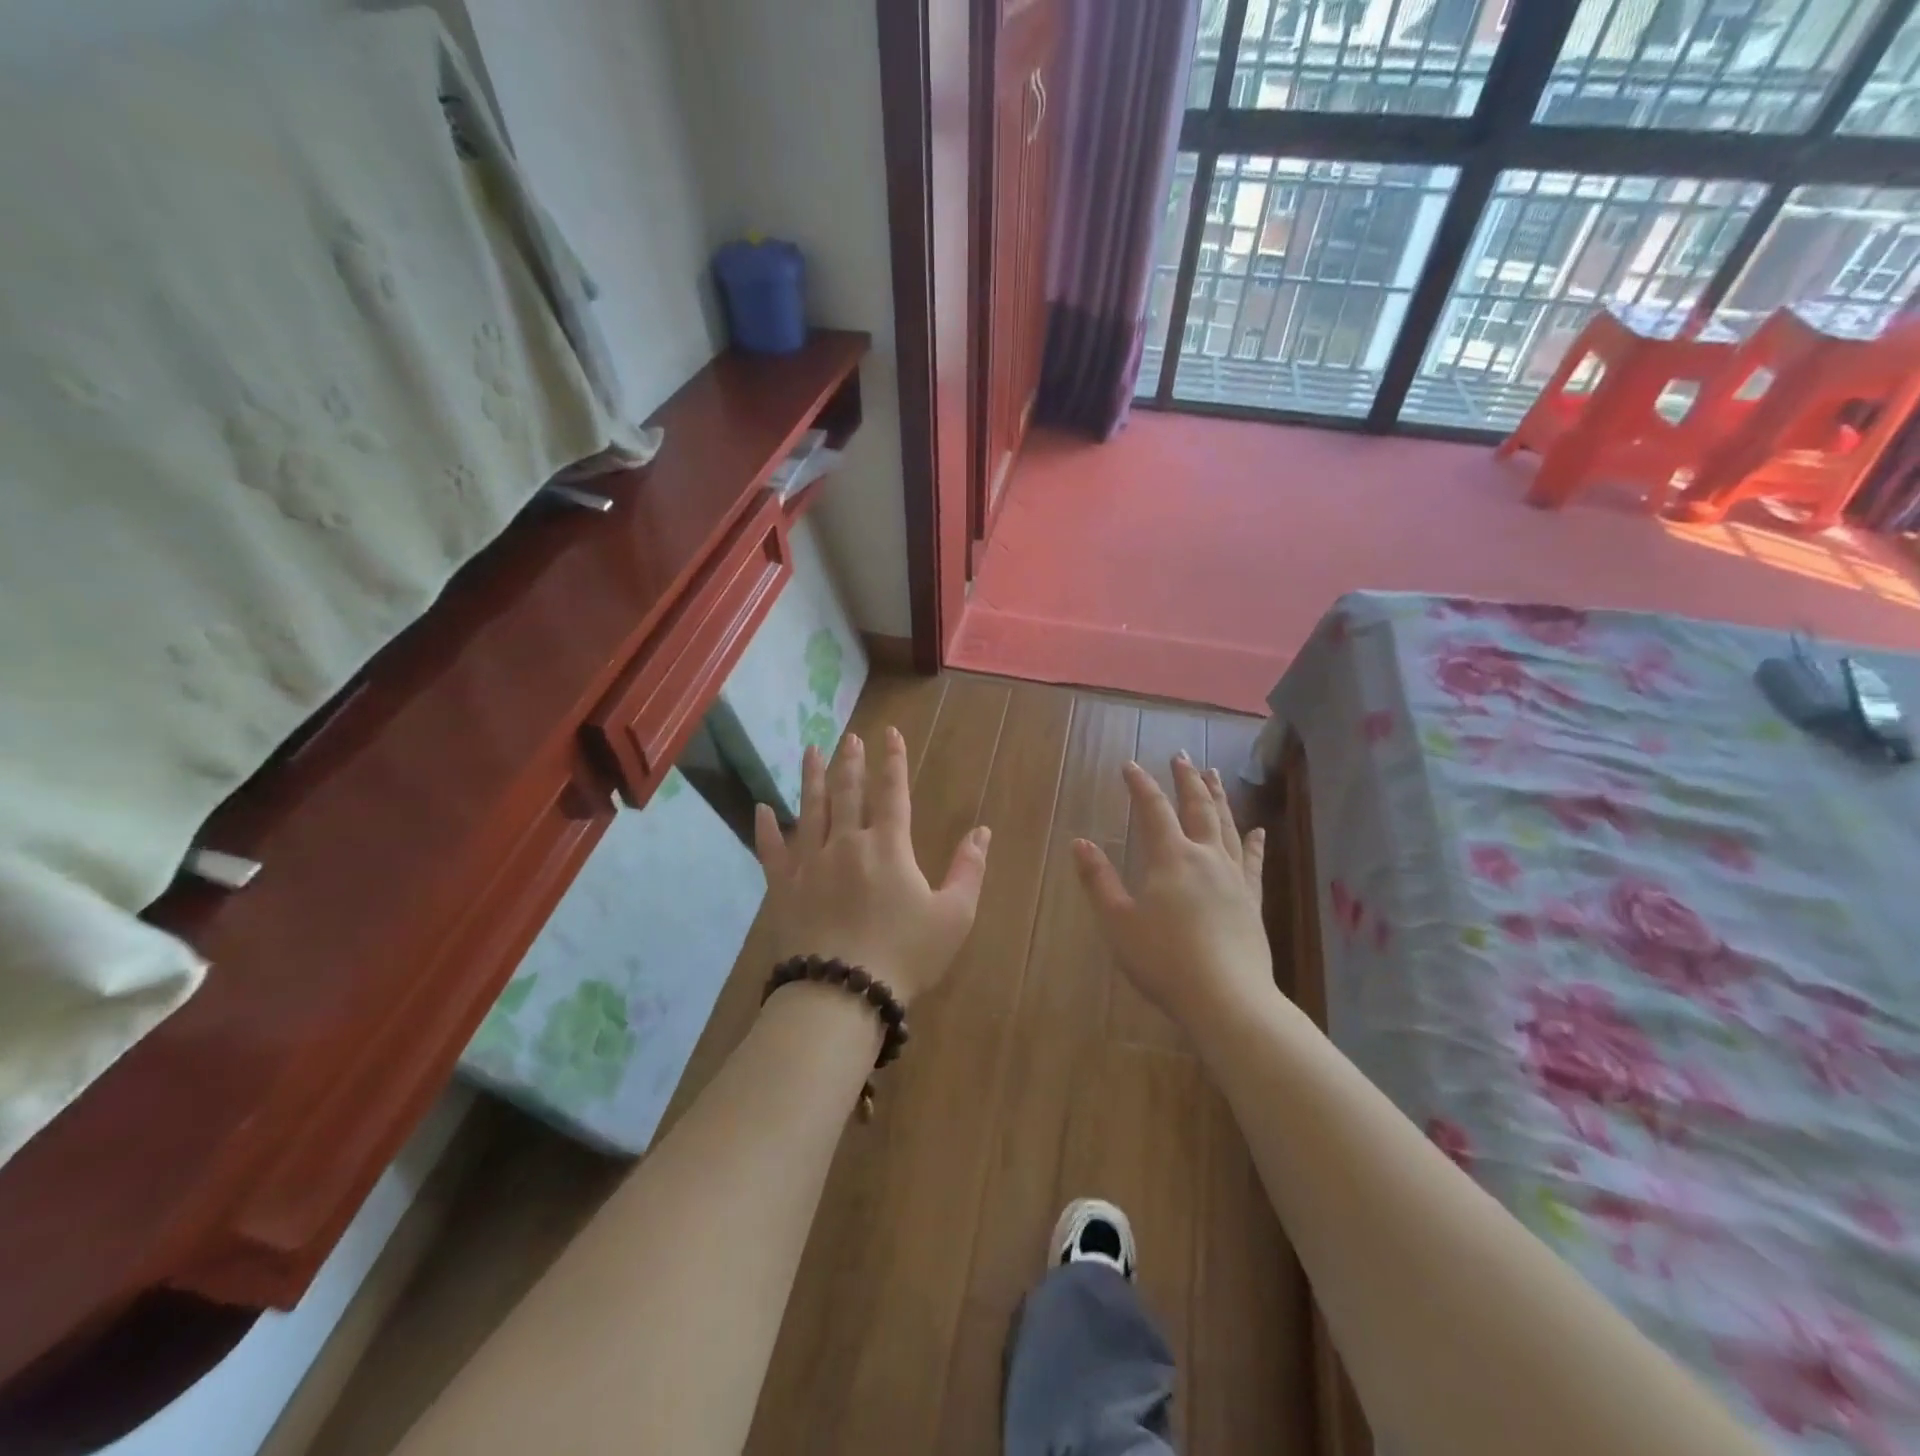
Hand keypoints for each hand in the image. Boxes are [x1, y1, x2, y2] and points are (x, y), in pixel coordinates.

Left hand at [755, 728, 990, 1005]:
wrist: (842, 992)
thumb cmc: (905, 955)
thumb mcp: (954, 915)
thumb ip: (969, 869)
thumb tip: (982, 831)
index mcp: (888, 846)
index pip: (892, 792)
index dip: (893, 760)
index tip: (889, 734)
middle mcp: (846, 842)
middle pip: (847, 792)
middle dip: (851, 761)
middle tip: (850, 737)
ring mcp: (810, 863)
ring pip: (810, 809)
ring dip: (812, 778)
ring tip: (812, 750)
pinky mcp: (783, 887)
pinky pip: (771, 850)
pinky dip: (766, 828)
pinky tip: (762, 808)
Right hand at [1072, 755, 1269, 1030]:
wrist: (1226, 998)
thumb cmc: (1164, 960)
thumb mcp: (1118, 921)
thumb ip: (1099, 880)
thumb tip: (1080, 843)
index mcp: (1171, 858)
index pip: (1153, 809)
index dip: (1141, 785)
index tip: (1130, 765)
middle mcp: (1205, 857)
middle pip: (1198, 807)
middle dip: (1187, 779)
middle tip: (1181, 755)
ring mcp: (1233, 877)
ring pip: (1227, 826)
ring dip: (1218, 798)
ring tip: (1214, 775)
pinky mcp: (1252, 900)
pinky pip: (1253, 862)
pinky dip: (1253, 843)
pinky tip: (1257, 831)